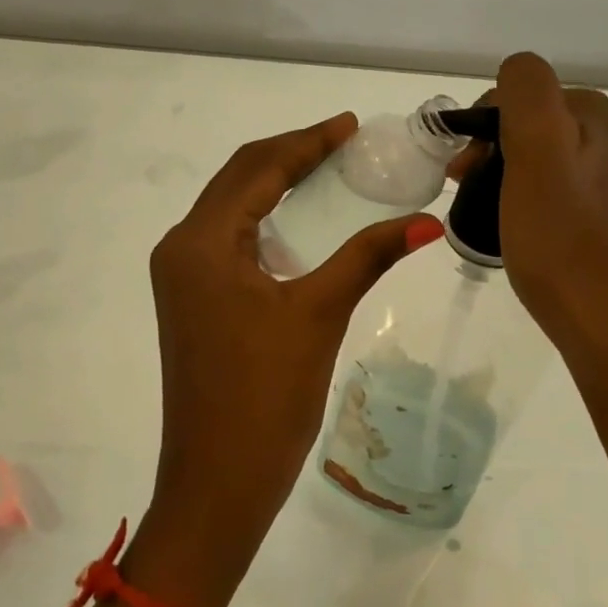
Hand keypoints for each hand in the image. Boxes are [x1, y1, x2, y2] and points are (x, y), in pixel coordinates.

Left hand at [128, 114, 443, 606]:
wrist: (217, 481)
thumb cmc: (266, 397)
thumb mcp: (319, 315)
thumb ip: (367, 257)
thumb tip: (426, 221)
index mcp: (201, 242)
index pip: (257, 168)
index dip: (307, 141)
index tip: (349, 125)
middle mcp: (180, 248)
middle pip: (237, 180)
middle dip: (290, 155)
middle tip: (343, 143)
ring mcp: (181, 278)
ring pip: (230, 210)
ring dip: (274, 186)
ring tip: (327, 172)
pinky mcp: (191, 302)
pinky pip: (228, 242)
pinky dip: (264, 222)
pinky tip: (300, 225)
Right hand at [485, 54, 607, 362]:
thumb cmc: (567, 241)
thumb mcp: (541, 152)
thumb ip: (527, 94)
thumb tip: (514, 71)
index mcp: (589, 118)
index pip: (518, 92)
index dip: (482, 123)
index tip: (464, 167)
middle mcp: (600, 146)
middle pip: (523, 128)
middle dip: (486, 153)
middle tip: (463, 191)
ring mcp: (598, 190)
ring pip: (530, 165)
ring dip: (496, 182)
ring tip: (478, 218)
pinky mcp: (592, 229)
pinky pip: (541, 200)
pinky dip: (514, 209)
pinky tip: (509, 238)